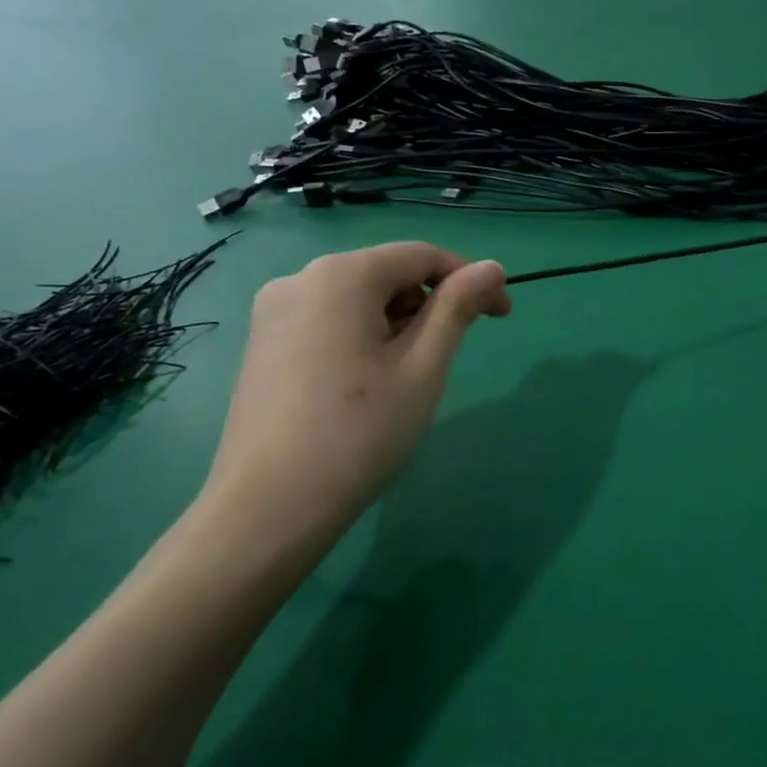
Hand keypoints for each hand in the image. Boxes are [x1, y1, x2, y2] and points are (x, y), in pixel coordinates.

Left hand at [198, 243, 510, 558]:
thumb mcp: (423, 367)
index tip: (503, 315)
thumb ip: (458, 307)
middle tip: (455, 353)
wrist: (268, 510)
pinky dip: (364, 335)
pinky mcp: (263, 344)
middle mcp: (300, 279)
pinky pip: (329, 320)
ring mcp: (273, 312)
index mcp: (341, 275)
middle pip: (387, 273)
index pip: (422, 256)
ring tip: (412, 375)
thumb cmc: (359, 433)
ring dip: (400, 322)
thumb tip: (492, 268)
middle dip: (432, 303)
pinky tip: (370, 381)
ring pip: (358, 298)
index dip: (470, 280)